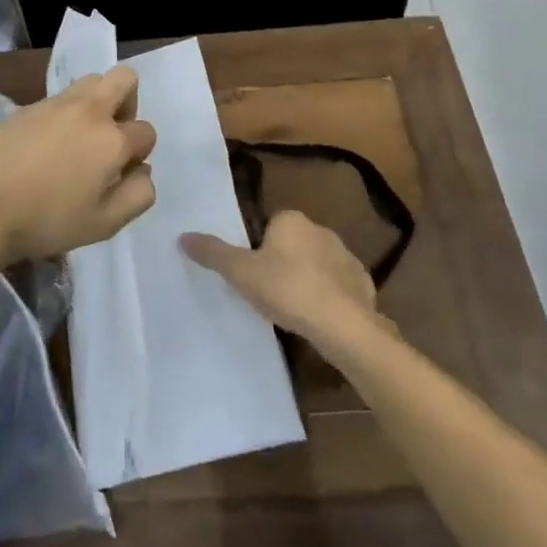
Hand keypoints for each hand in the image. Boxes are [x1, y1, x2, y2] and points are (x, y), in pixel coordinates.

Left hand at [0, 66, 156, 266]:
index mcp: (112, 140)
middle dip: (128, 102)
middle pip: (125, 79)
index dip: (138, 154)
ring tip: (80, 136)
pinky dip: (65, 112)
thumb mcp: (105, 223)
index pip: (146, 132)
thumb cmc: (48, 221)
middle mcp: (89, 111)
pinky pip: (60, 97)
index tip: (119, 174)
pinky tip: (48, 143)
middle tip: (111, 135)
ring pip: (92, 81)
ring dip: (97, 101)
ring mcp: (56, 103)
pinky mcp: (29, 105)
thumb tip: (143, 170)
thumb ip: (138, 195)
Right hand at [181, 210, 387, 351]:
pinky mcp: (363, 284)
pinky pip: (338, 286)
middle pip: (293, 244)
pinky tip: (319, 319)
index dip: (258, 248)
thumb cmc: (287, 289)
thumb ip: (213, 253)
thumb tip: (183, 236)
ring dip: (306, 280)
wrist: (344, 326)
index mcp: (292, 220)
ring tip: (292, 310)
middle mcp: (321, 230)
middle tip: (267, 292)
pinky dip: (329, 298)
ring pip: (317, 265)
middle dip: (282, 263)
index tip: (252, 273)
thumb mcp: (241, 272)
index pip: (269, 226)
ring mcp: (346, 256)